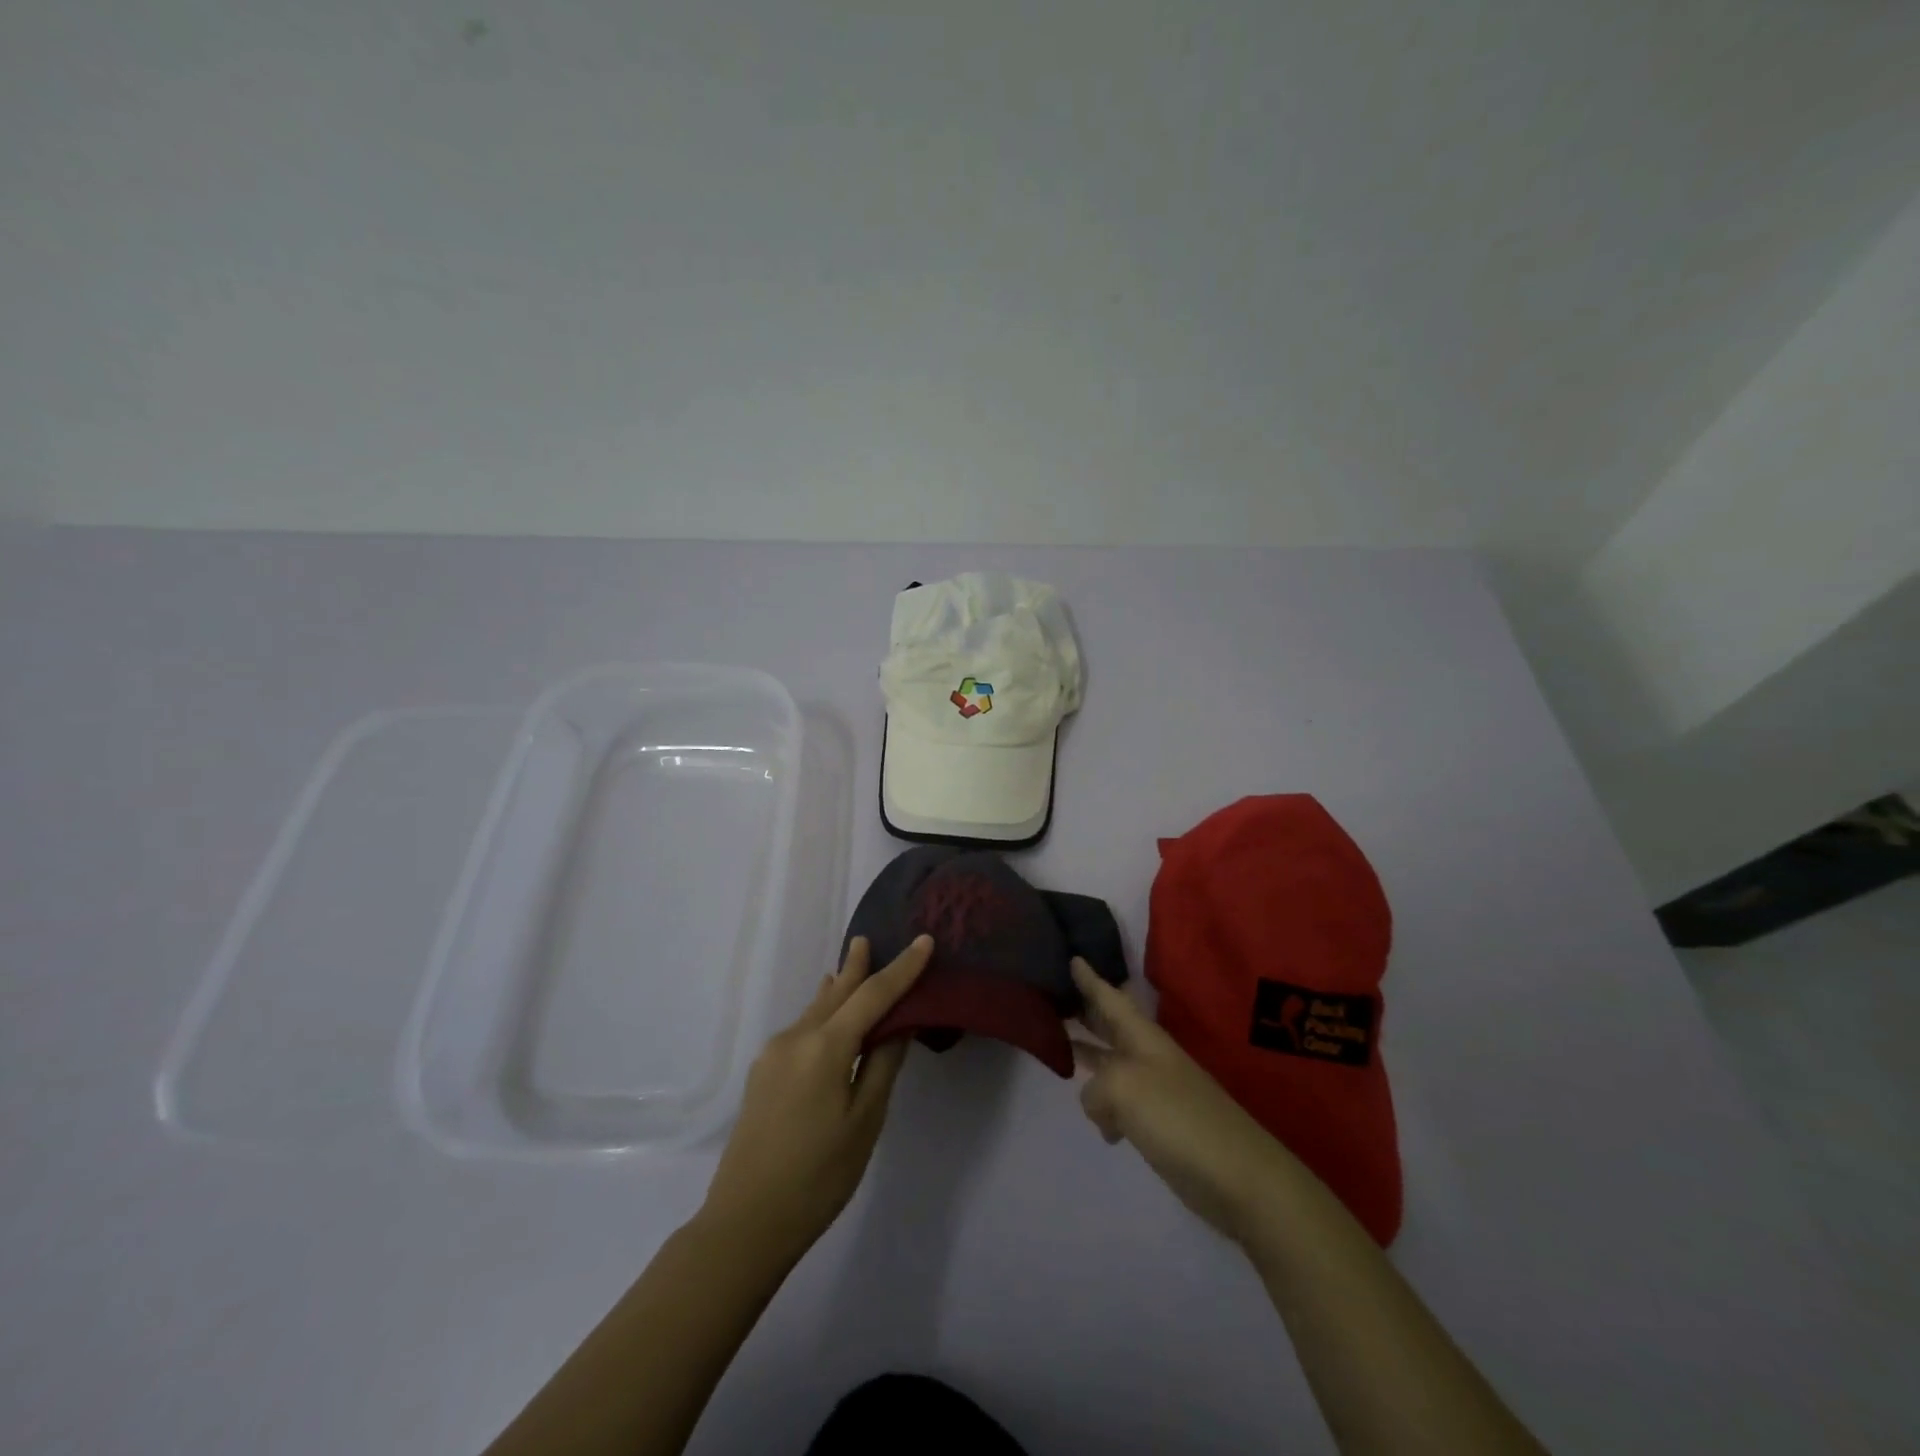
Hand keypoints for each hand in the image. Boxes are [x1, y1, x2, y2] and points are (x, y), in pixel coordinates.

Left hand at [698, 935, 933, 1263]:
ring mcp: (774, 1054)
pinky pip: (802, 1028)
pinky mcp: (764, 1073)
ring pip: (817, 1009)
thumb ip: (882, 1065)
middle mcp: (795, 1038)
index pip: (873, 995)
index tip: (923, 941)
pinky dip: (823, 1012)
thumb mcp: (864, 1122)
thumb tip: (896, 1026)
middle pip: (837, 993)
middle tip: (870, 939)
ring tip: (852, 964)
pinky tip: (827, 1011)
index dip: (902, 969)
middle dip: (858, 967)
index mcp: (824, 1046)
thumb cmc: (818, 1177)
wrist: (745, 1222)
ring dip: (838, 988)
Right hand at [1070, 960, 1287, 1242]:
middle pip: (1110, 1026)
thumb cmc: (1180, 1119)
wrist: (1240, 1179)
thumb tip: (1096, 1104)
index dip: (1090, 979)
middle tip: (1053, 997)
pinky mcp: (1158, 1125)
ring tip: (1059, 1049)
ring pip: (1111, 1063)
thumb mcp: (1124, 1089)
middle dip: (1085, 1011)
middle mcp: (1147, 1056)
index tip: (1072, 956)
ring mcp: (1155, 1091)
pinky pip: (1120, 1103)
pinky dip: (1103, 1106)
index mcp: (1143, 1037)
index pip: (1110, 998)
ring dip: (1087, 1056)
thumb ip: (1094, 1087)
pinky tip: (1097, 1122)